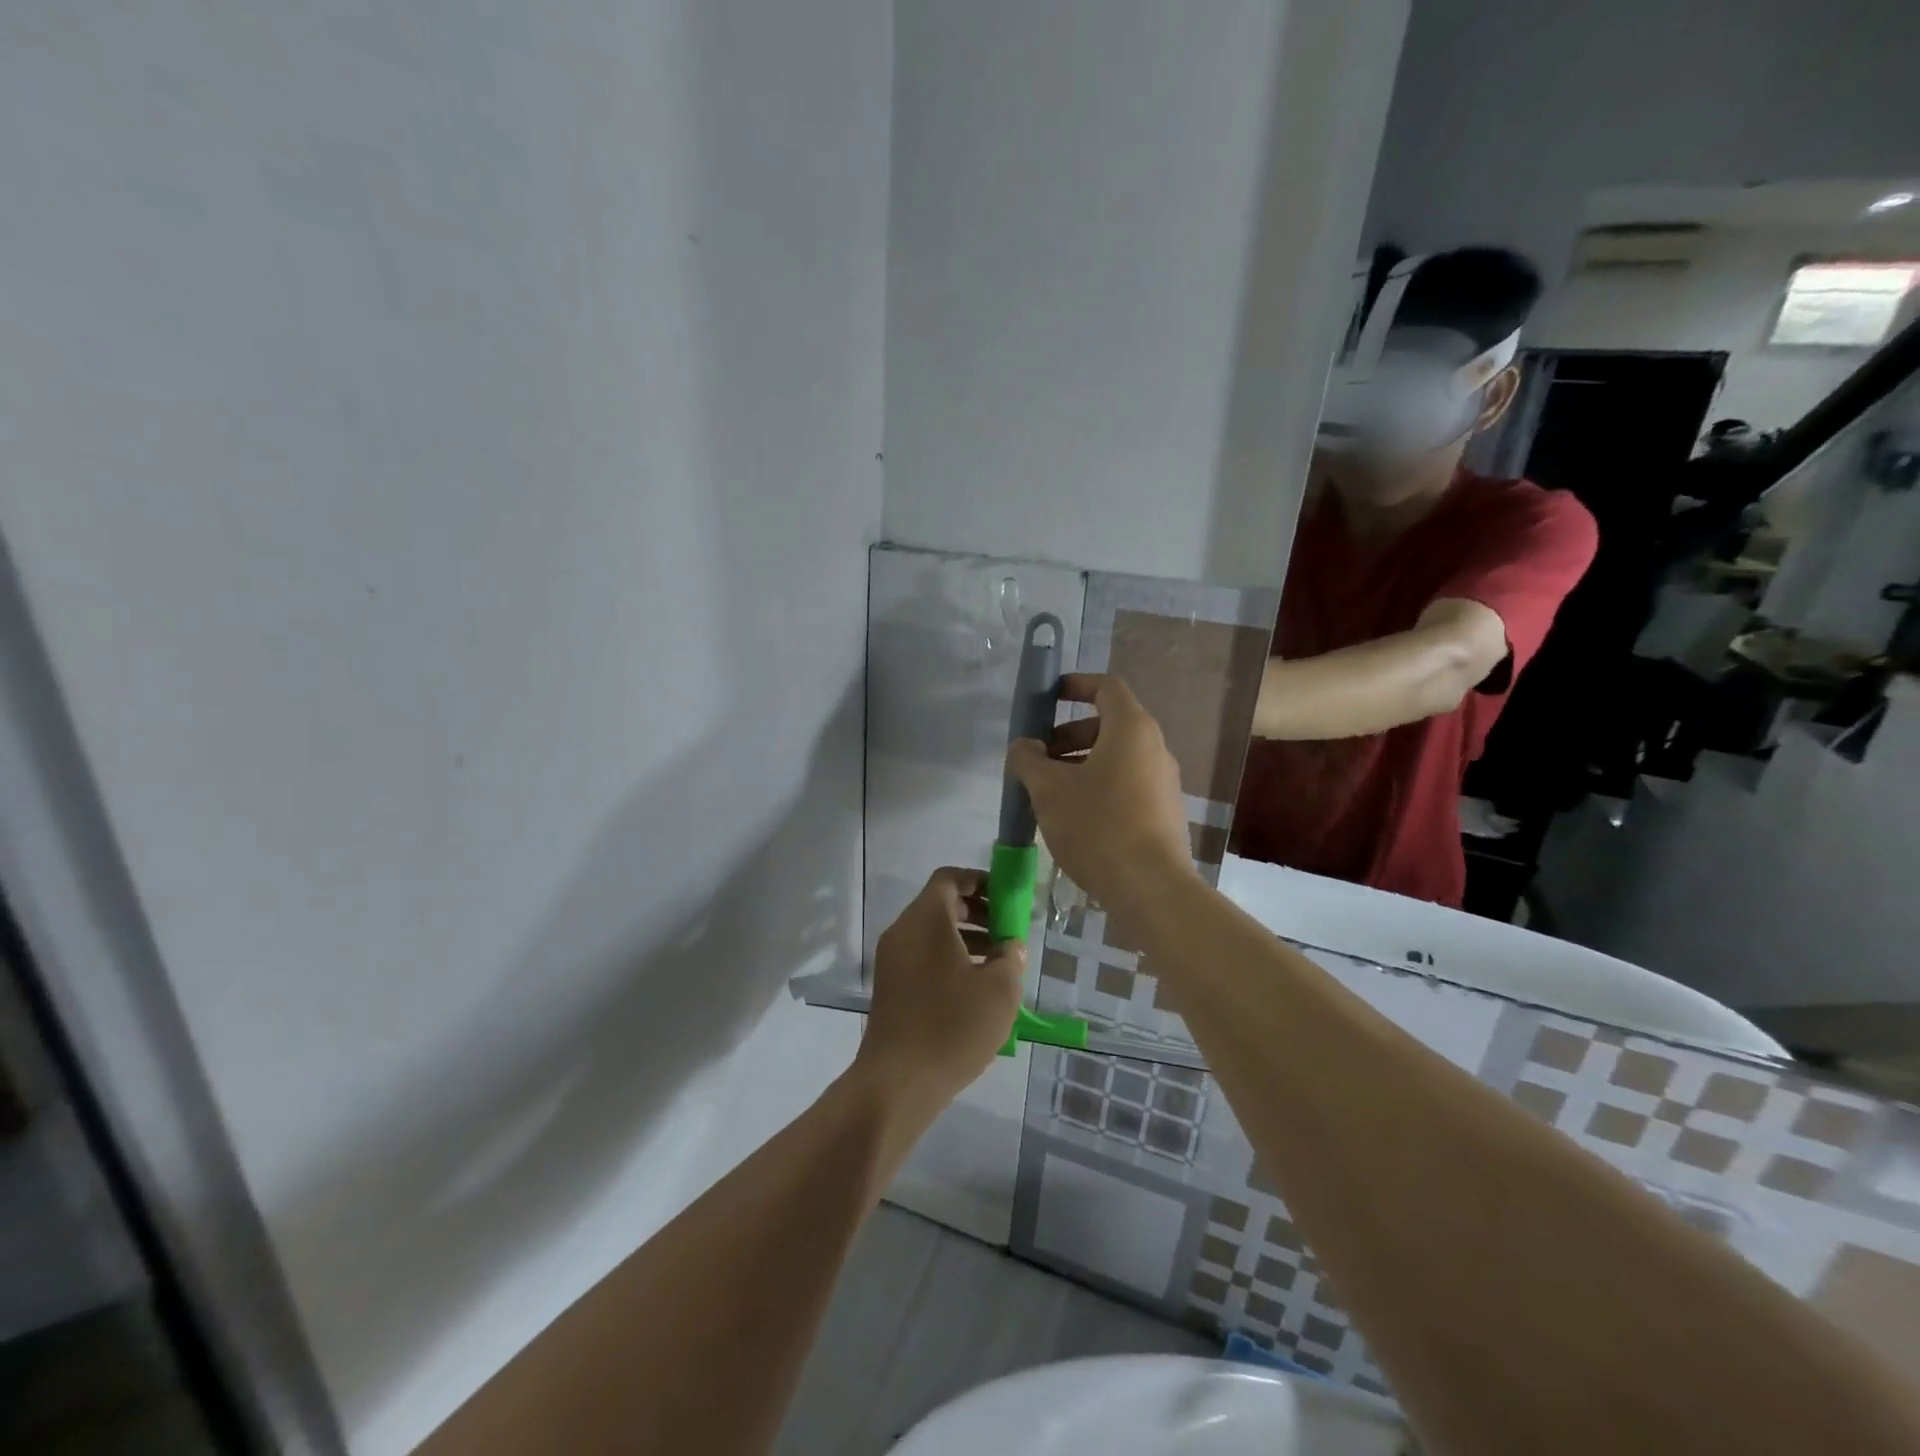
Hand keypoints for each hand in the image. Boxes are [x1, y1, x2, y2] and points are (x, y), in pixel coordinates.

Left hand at [854, 868, 1024, 1116]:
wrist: (897, 1082)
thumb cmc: (952, 1026)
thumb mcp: (999, 990)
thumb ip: (1011, 957)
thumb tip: (1010, 945)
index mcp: (925, 919)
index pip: (950, 878)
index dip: (980, 880)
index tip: (1007, 897)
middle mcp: (903, 931)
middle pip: (941, 904)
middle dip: (978, 911)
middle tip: (1009, 930)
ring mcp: (892, 960)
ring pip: (932, 932)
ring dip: (966, 937)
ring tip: (999, 962)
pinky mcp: (890, 987)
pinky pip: (922, 956)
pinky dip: (948, 958)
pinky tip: (974, 988)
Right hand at [1006, 673, 1196, 910]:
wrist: (1151, 888)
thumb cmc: (1097, 826)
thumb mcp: (1049, 789)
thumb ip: (1029, 759)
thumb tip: (1024, 746)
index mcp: (1131, 729)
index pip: (1106, 687)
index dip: (1076, 685)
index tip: (1049, 696)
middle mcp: (1154, 747)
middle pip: (1109, 724)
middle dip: (1069, 735)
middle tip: (1038, 758)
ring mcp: (1163, 781)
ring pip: (1116, 758)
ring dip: (1080, 764)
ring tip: (1049, 792)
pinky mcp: (1164, 812)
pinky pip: (1127, 783)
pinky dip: (1099, 786)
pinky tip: (1075, 817)